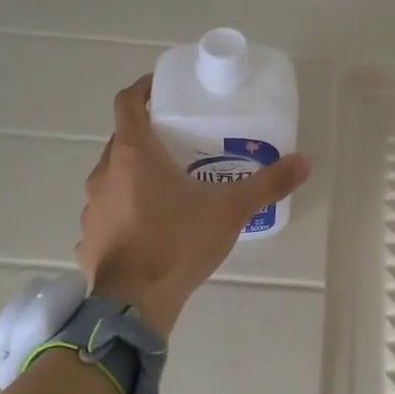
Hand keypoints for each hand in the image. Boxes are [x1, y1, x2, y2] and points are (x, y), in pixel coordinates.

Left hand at [78, 76, 310, 336]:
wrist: (134, 304)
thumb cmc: (178, 244)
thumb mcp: (230, 211)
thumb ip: (268, 184)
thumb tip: (305, 161)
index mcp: (133, 154)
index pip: (127, 102)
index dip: (143, 89)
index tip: (163, 90)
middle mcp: (104, 172)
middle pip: (122, 140)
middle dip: (147, 137)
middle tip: (179, 144)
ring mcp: (91, 207)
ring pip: (112, 177)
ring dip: (133, 176)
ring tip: (166, 190)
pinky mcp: (88, 238)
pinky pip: (107, 213)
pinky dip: (123, 211)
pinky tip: (147, 229)